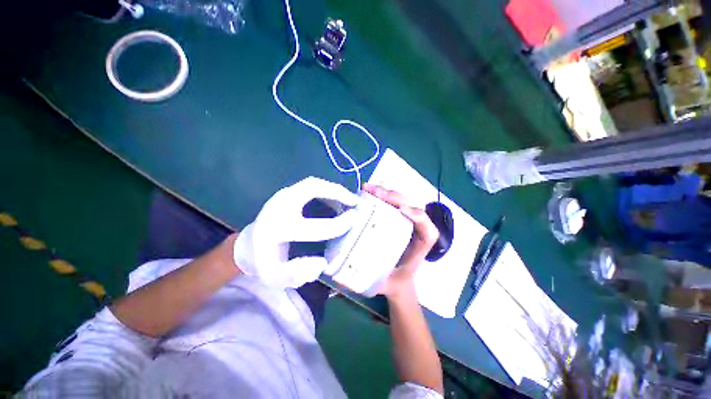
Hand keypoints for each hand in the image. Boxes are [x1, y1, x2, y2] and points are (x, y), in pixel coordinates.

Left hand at [234, 177, 359, 287]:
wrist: (248, 245)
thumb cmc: (264, 260)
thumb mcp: (276, 277)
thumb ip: (297, 275)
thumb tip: (321, 262)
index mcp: (277, 231)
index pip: (315, 228)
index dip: (338, 226)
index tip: (353, 223)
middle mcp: (278, 207)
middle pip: (312, 189)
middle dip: (338, 193)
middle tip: (355, 202)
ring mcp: (281, 196)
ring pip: (313, 184)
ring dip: (334, 189)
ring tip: (348, 199)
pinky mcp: (285, 193)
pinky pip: (310, 185)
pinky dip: (326, 189)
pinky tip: (335, 199)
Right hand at [362, 183, 438, 299]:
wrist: (397, 279)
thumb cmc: (393, 281)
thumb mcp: (385, 284)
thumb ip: (369, 283)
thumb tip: (341, 279)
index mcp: (418, 247)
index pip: (427, 230)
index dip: (418, 217)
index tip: (401, 211)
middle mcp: (414, 231)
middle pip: (412, 209)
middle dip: (396, 198)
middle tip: (376, 193)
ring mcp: (405, 223)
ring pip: (402, 203)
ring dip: (387, 193)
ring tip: (368, 188)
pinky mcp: (396, 219)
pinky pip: (393, 204)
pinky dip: (382, 196)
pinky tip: (368, 192)